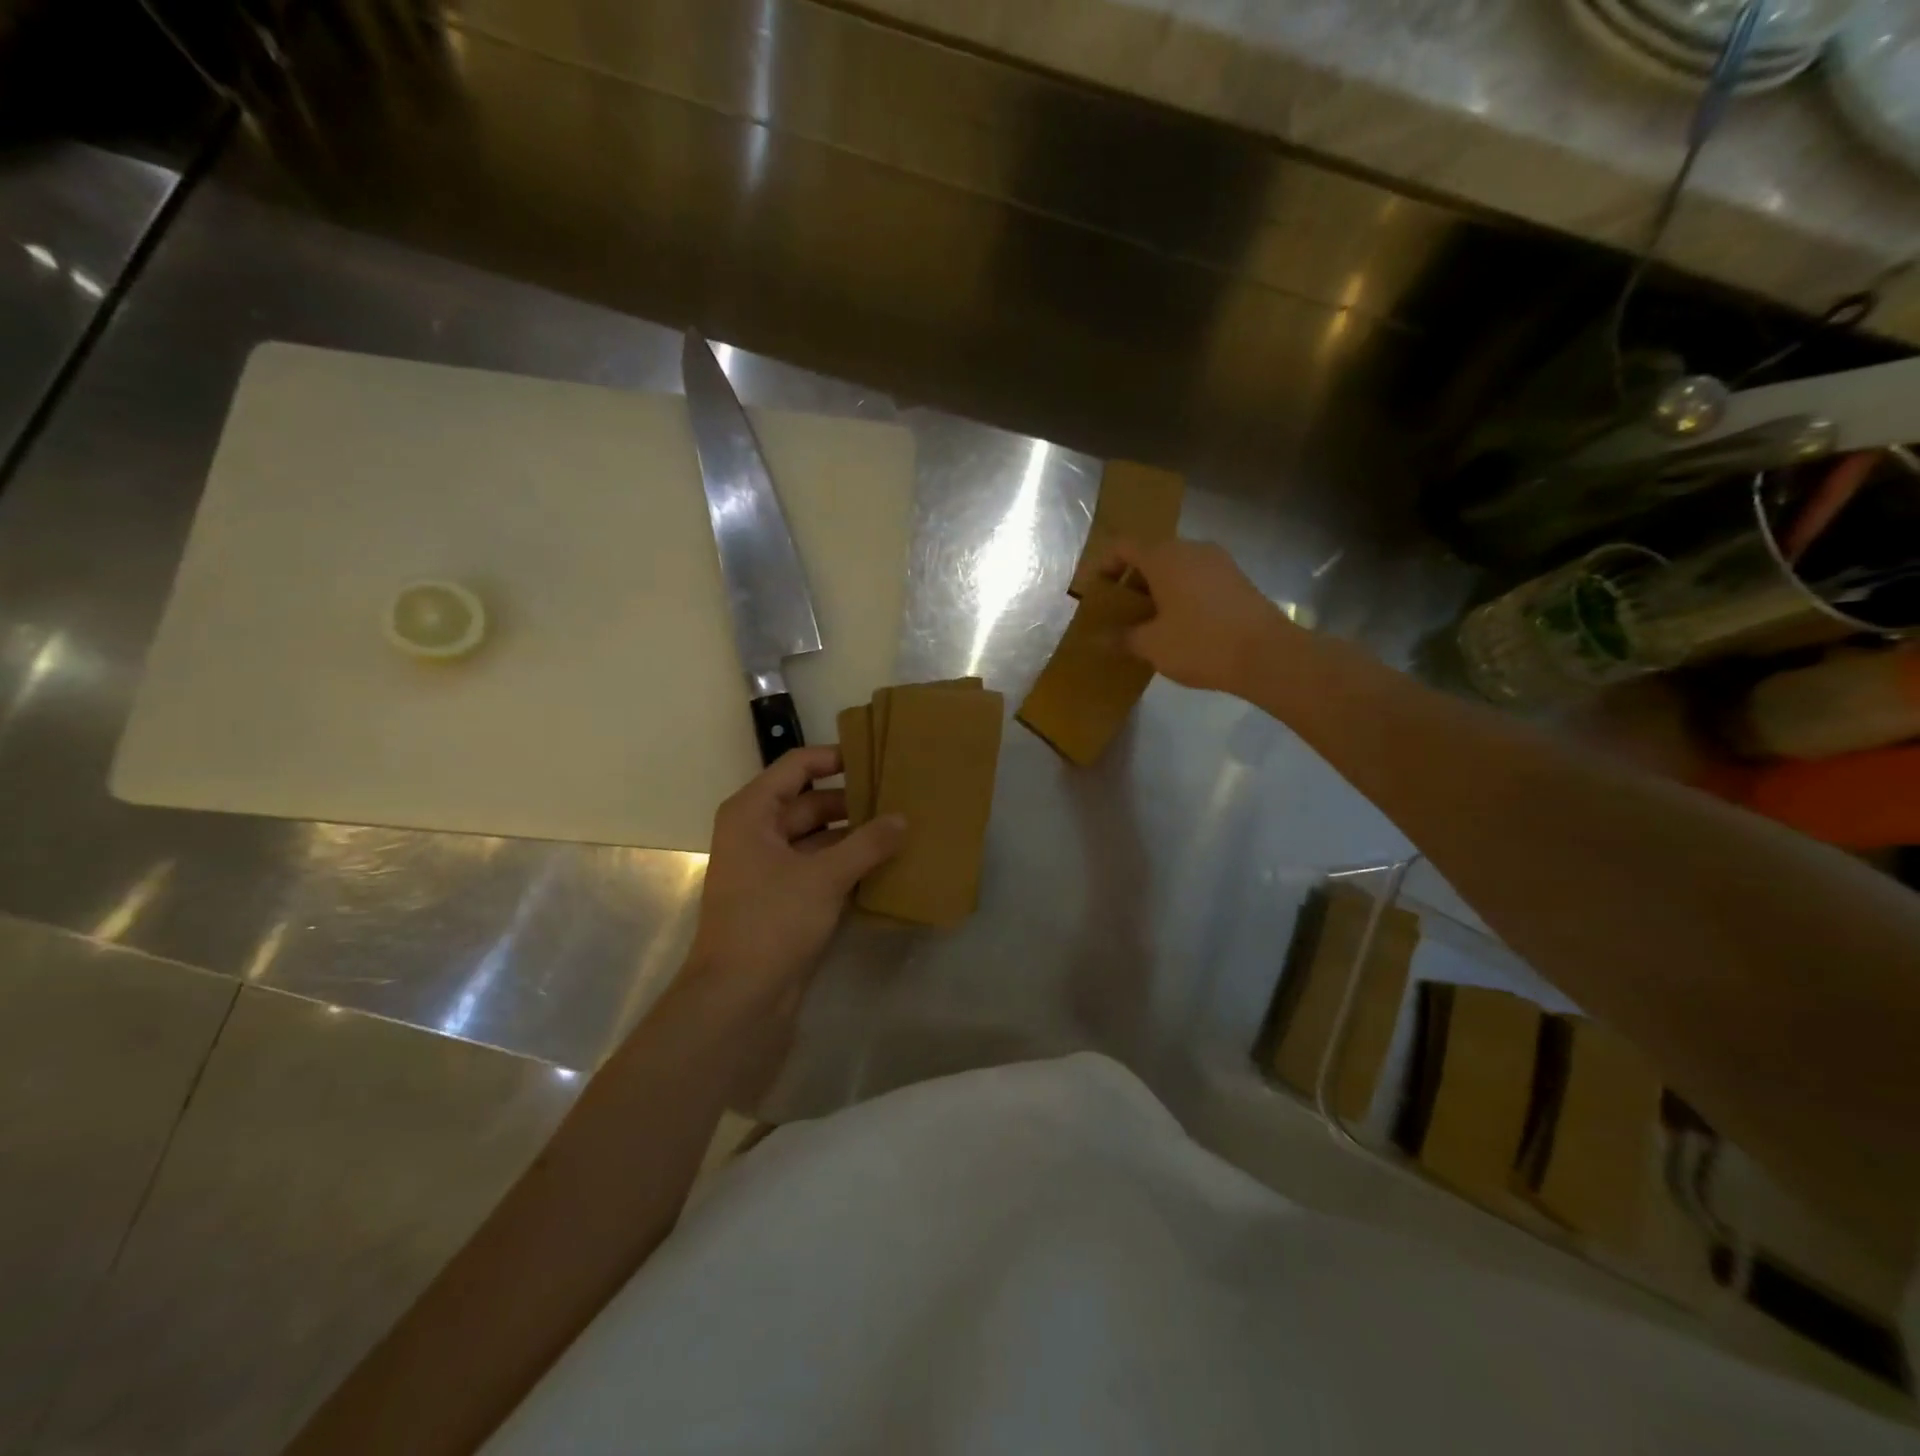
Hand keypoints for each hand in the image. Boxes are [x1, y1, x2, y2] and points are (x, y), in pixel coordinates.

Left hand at [683, 746, 904, 1017]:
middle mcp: (758, 831)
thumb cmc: (772, 921)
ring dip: (855, 835)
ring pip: (819, 836)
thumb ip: (867, 843)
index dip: (836, 757)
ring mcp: (771, 866)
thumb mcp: (824, 876)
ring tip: (902, 828)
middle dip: (854, 802)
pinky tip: (886, 863)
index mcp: (753, 812)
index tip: (878, 759)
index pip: (797, 765)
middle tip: (901, 798)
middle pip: (811, 801)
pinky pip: (821, 866)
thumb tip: (903, 819)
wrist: (739, 997)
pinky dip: (848, 863)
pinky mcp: (785, 896)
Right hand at [1100, 538, 1299, 694]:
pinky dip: (1180, 595)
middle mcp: (1192, 549)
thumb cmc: (1201, 644)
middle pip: (1150, 555)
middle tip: (1119, 612)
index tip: (1096, 593)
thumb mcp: (1152, 645)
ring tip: (1147, 622)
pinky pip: (1197, 579)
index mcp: (1165, 556)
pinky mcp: (1236, 580)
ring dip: (1156, 589)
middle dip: (1130, 581)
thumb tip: (1098, 639)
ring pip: (1176, 567)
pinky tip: (1178, 626)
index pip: (1123, 546)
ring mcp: (1219, 562)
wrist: (1268, 655)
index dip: (1104, 566)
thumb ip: (1122, 638)